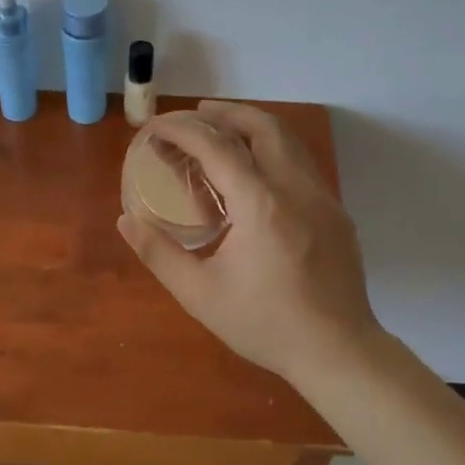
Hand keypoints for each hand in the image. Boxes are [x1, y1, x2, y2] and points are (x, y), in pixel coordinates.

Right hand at [117, 101, 380, 383]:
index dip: (181, 130)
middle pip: (262, 126)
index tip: (155, 128)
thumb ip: (159, 254)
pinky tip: (256, 175)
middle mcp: (296, 188)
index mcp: (261, 204)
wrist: (338, 352)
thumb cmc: (265, 324)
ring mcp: (322, 197)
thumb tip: (125, 221)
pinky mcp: (336, 213)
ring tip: (222, 133)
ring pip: (288, 141)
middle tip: (194, 115)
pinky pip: (301, 164)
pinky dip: (273, 151)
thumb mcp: (200, 295)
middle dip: (225, 112)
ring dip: (253, 126)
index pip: (216, 146)